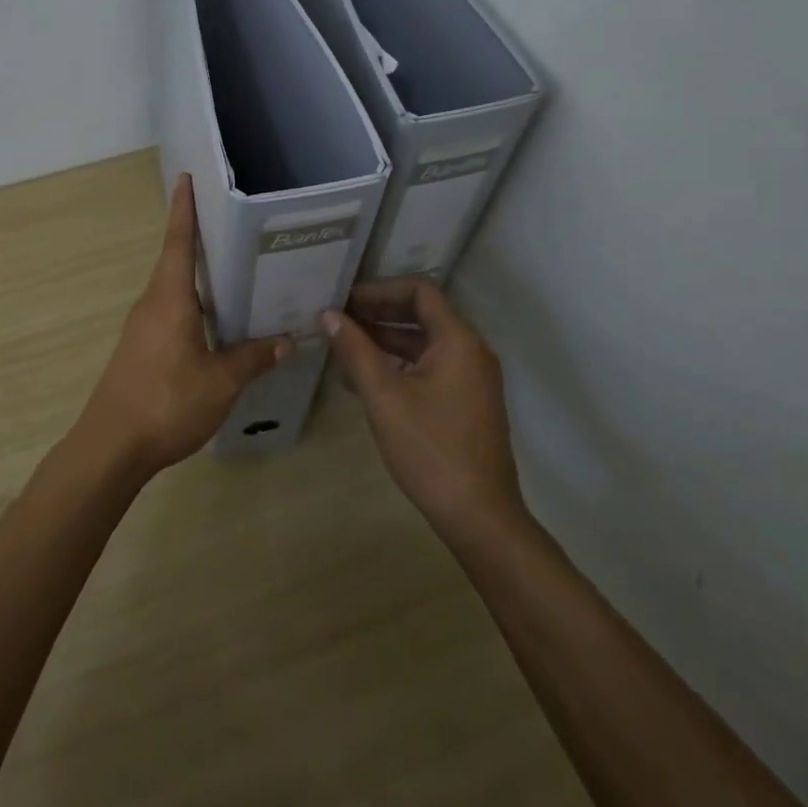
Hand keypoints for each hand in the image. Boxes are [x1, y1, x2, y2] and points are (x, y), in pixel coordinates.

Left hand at [76, 174, 290, 477]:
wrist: (111, 446)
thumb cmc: (166, 402)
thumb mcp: (220, 382)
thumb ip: (252, 359)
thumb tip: (286, 341)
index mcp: (170, 299)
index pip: (178, 243)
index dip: (184, 210)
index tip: (186, 178)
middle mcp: (152, 304)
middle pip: (176, 261)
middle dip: (198, 239)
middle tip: (232, 224)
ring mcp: (142, 327)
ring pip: (173, 290)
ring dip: (197, 276)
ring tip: (233, 270)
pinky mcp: (140, 349)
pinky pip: (170, 312)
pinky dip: (193, 305)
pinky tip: (215, 322)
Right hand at [323, 278, 524, 540]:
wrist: (479, 517)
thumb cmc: (430, 450)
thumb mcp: (384, 397)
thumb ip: (355, 351)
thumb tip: (328, 315)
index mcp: (459, 341)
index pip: (420, 291)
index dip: (380, 289)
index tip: (345, 300)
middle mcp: (471, 351)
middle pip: (422, 313)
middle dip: (379, 313)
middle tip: (338, 319)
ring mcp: (471, 377)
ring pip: (424, 342)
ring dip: (385, 339)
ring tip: (343, 346)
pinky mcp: (466, 401)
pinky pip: (430, 366)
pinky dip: (399, 363)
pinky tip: (365, 378)